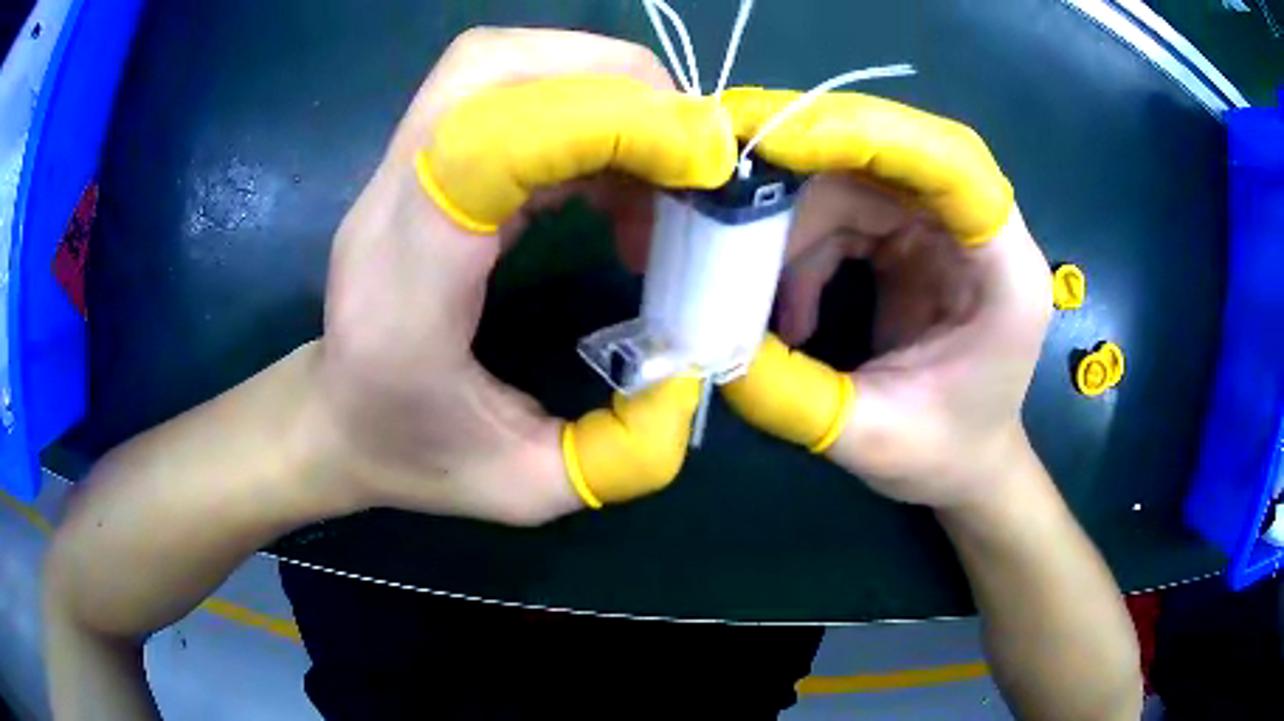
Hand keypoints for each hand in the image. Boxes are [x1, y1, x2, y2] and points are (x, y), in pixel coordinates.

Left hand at [306, 28, 736, 523]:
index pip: (486, 142)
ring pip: (500, 62)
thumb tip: (695, 375)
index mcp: (404, 287)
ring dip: (603, 86)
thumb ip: (620, 456)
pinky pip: (508, 90)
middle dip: (614, 82)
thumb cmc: (410, 455)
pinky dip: (586, 111)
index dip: (604, 123)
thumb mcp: (521, 488)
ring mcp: (403, 167)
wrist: (334, 418)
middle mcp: (392, 202)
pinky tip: (617, 181)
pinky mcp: (428, 158)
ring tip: (661, 166)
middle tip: (687, 151)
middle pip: (490, 65)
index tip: (697, 166)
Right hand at [719, 89, 1051, 508]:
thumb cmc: (943, 456)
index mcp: (1005, 272)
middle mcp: (980, 232)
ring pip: (857, 181)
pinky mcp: (911, 238)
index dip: (871, 138)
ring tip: (754, 293)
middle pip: (892, 158)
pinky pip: (844, 213)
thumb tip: (707, 341)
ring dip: (793, 225)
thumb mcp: (872, 441)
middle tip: (728, 189)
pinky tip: (786, 314)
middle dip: (809, 165)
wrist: (964, 465)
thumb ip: (796, 397)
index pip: (954, 166)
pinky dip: (801, 251)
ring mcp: (943, 230)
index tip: (778, 144)